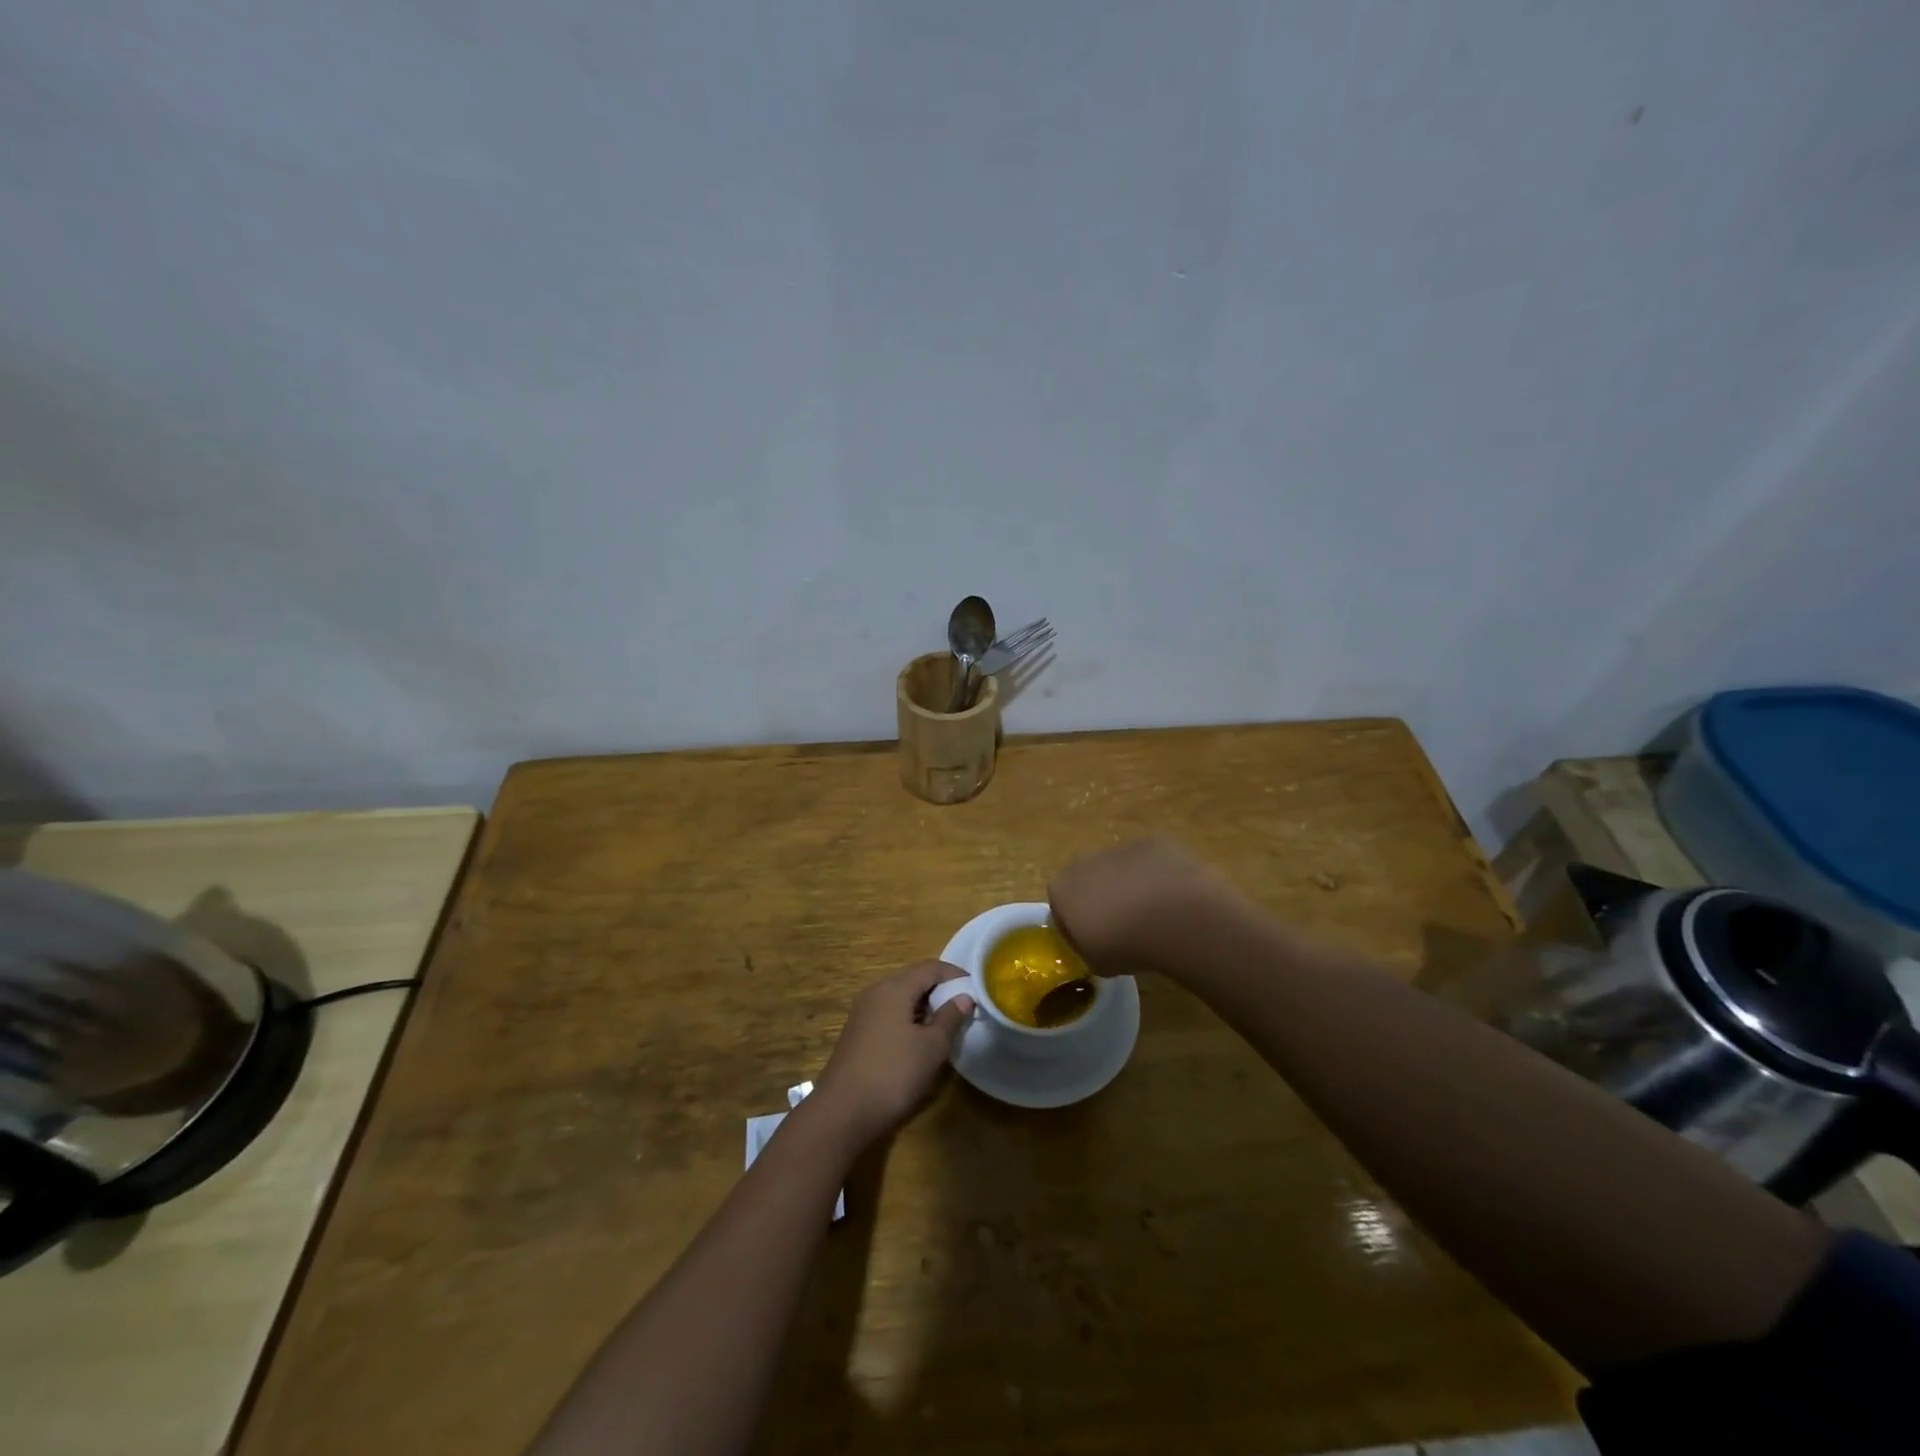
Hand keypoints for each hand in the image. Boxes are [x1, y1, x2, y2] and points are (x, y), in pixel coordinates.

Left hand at [814, 961, 973, 1145]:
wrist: (842, 1113)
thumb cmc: (893, 1074)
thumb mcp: (931, 1047)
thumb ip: (950, 1018)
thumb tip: (964, 997)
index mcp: (894, 988)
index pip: (930, 967)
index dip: (955, 975)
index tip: (976, 989)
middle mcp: (875, 992)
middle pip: (913, 979)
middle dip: (940, 989)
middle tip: (963, 1007)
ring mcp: (863, 1013)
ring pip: (900, 997)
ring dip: (924, 1005)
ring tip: (946, 1024)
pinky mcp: (857, 1034)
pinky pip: (888, 1014)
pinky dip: (908, 1018)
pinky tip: (919, 1040)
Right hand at [1048, 837, 1232, 972]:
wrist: (1173, 916)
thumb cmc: (1125, 944)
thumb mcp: (1097, 963)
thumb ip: (1088, 949)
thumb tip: (1095, 944)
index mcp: (1061, 889)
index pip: (1060, 909)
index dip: (1076, 927)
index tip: (1094, 943)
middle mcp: (1082, 861)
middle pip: (1087, 881)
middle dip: (1100, 899)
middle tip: (1122, 926)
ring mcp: (1118, 848)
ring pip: (1118, 869)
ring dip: (1129, 886)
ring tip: (1153, 914)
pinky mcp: (1151, 842)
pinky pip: (1149, 863)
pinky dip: (1156, 876)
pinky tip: (1173, 898)